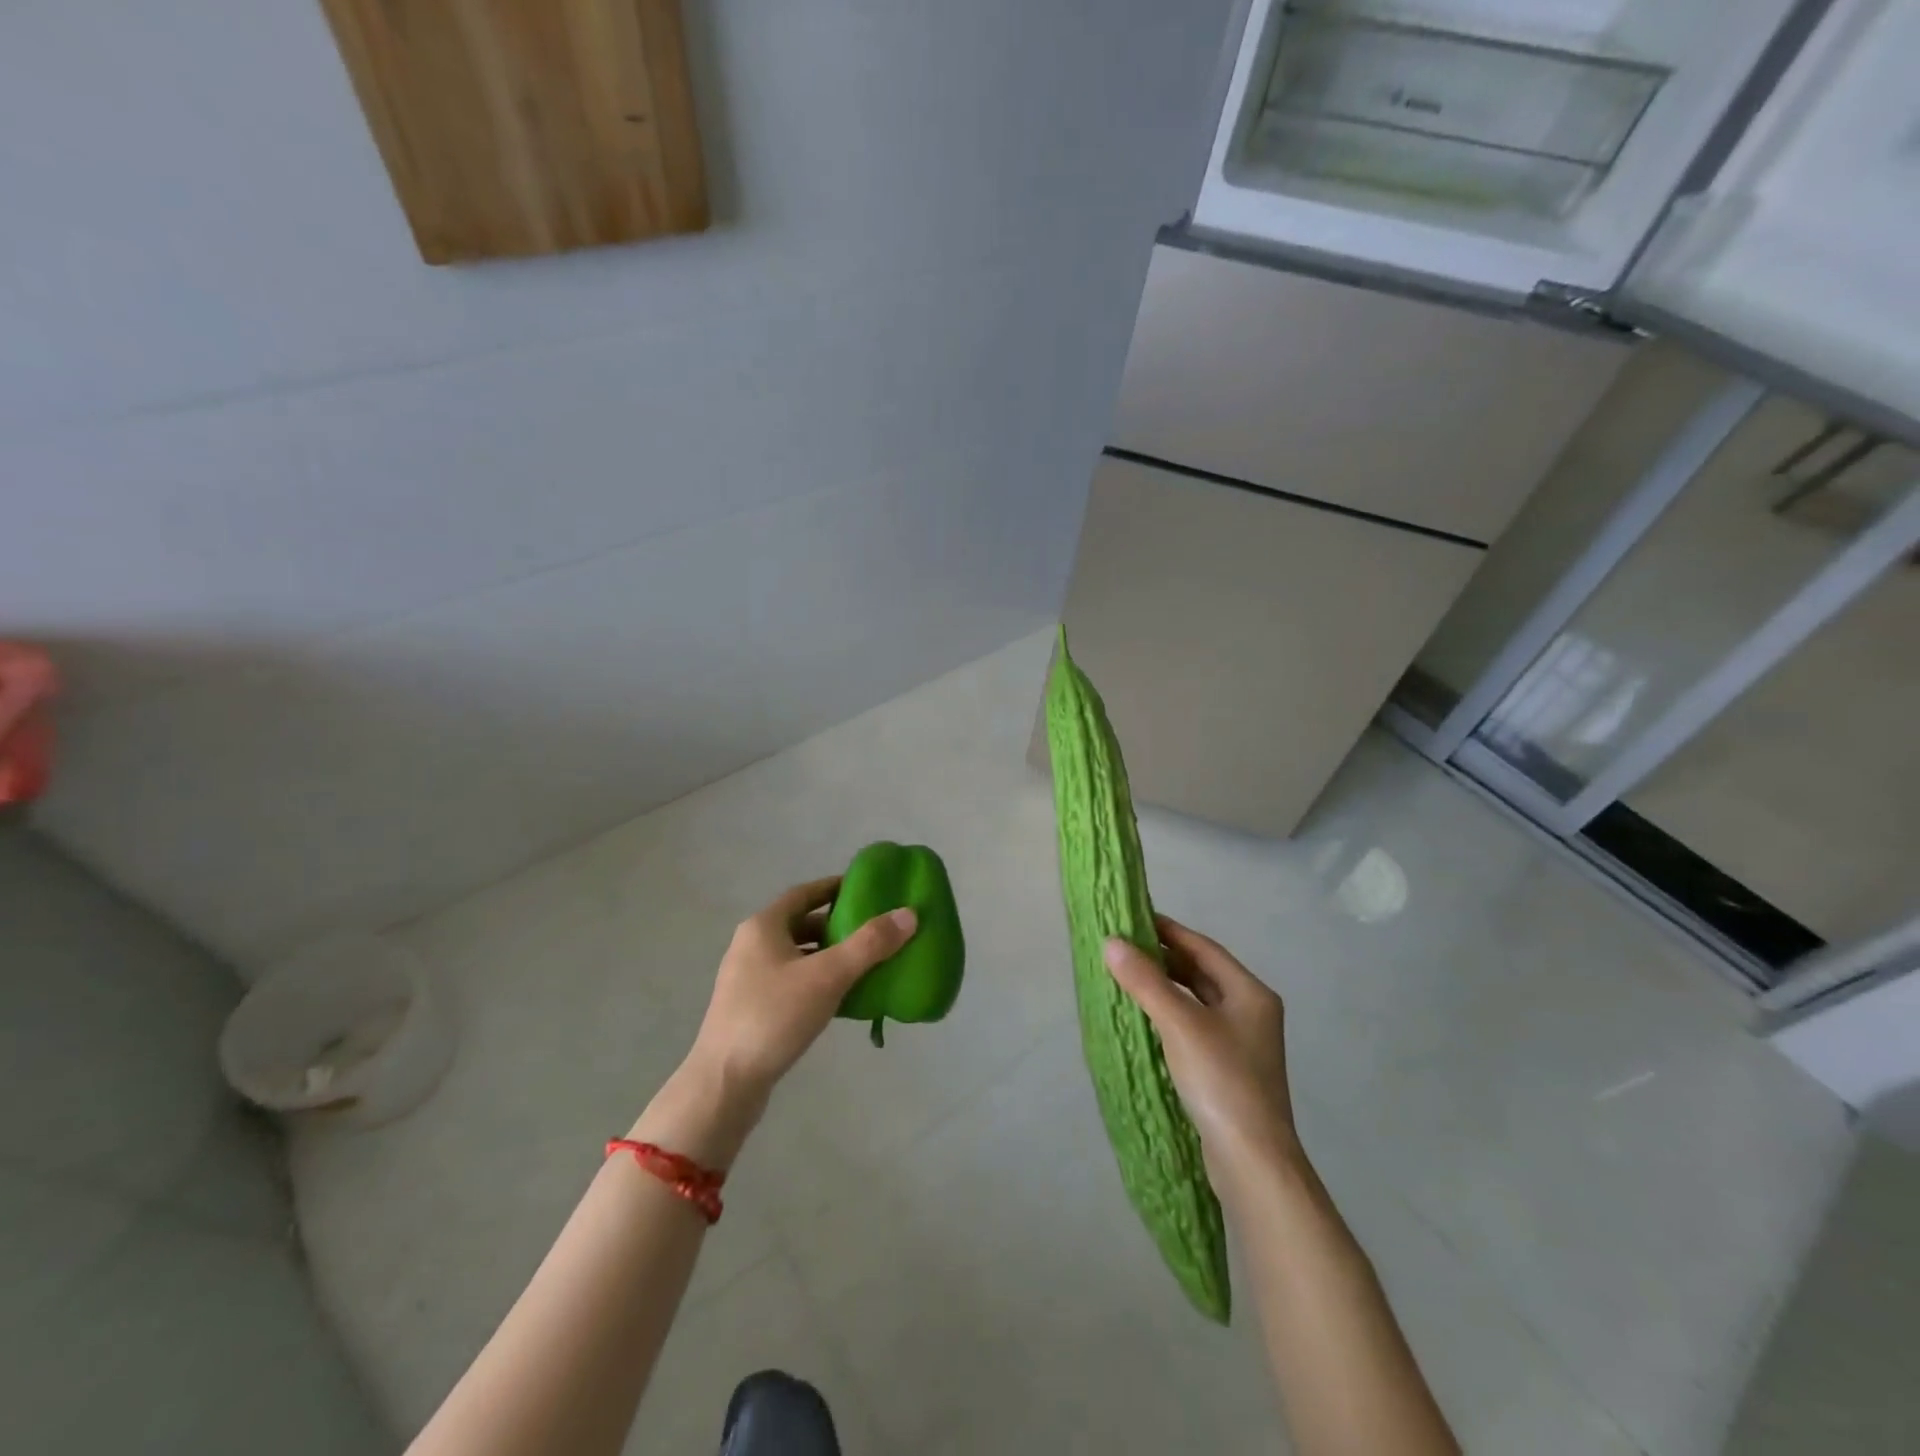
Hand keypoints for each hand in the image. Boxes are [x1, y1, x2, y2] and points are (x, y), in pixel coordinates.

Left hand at [633, 877, 917, 1168]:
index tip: (867, 889)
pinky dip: (818, 982)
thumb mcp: (828, 976)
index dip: (835, 888)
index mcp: (763, 927)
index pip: (804, 893)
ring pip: (798, 956)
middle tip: (874, 930)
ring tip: (866, 964)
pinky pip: (792, 983)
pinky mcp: (751, 1010)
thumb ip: (869, 944)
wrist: (724, 1085)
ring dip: (829, 956)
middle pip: (801, 924)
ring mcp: (748, 980)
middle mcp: (751, 946)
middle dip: (837, 926)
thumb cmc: (773, 1017)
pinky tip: (842, 999)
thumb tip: (909, 914)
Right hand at [1103, 916, 1298, 1193]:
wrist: (1253, 1162)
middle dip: (1163, 959)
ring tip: (1126, 978)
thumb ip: (1145, 981)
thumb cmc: (1222, 1081)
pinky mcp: (1228, 1071)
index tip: (1133, 918)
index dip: (1168, 930)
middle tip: (1122, 948)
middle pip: (1201, 973)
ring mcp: (1242, 1043)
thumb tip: (1111, 942)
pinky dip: (1169, 1015)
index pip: (1204, 948)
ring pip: (1196, 1001)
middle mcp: (1251, 1012)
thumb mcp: (1180, 1024)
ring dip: (1164, 987)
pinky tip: (1144, 1019)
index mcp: (1250, 993)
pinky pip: (1194, 1027)